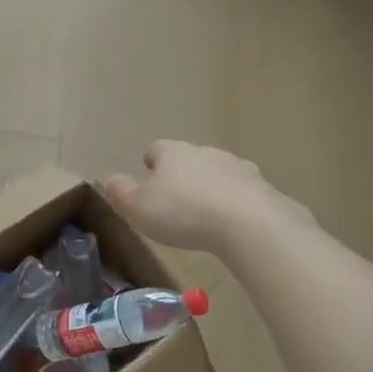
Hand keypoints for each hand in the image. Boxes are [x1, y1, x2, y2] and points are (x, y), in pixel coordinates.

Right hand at [106, 140, 310, 254]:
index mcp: (173, 153)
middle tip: (175, 197)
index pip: (157, 149)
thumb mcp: (139, 208)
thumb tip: (111, 179)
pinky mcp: (261, 187)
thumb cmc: (183, 213)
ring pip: (217, 172)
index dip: (151, 161)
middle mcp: (205, 152)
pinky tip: (232, 222)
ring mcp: (237, 167)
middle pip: (189, 158)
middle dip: (182, 174)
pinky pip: (242, 191)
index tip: (148, 173)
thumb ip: (122, 193)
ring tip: (204, 211)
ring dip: (210, 186)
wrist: (248, 223)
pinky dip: (234, 201)